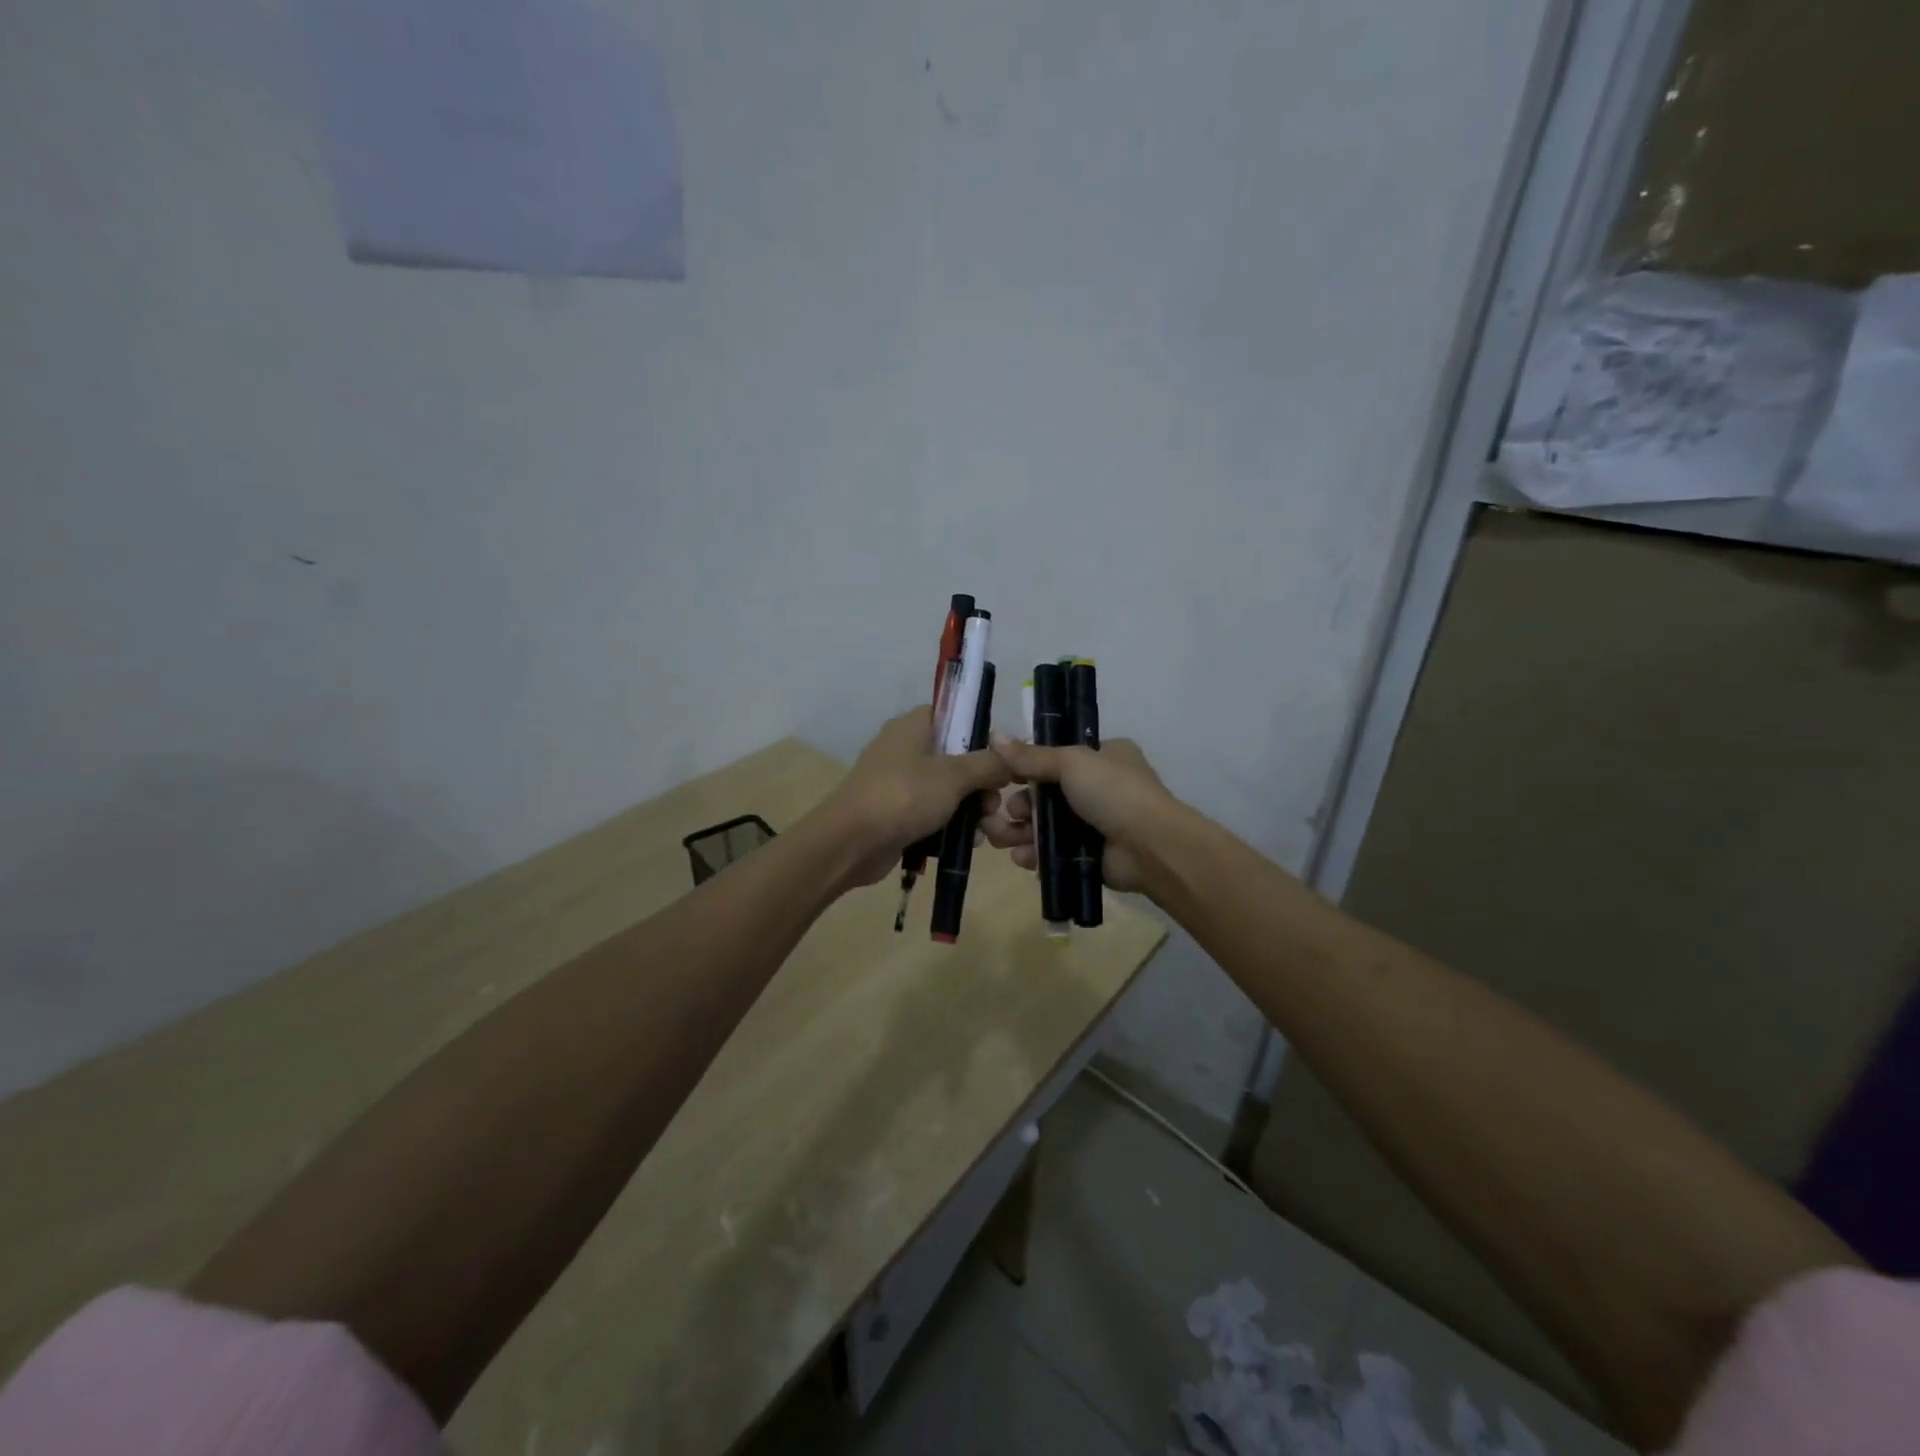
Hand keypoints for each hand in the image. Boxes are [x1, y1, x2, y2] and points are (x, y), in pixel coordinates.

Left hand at [816, 706, 1013, 887]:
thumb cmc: (903, 796)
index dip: (979, 733)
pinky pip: (931, 813)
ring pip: (946, 788)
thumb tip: (1009, 760)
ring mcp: (898, 782)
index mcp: (913, 726)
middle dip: (980, 782)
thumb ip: (988, 764)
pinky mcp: (895, 812)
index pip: (953, 714)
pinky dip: (950, 825)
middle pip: (955, 756)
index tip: (1001, 759)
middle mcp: (904, 748)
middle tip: (993, 804)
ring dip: (970, 808)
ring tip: (985, 829)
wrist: (851, 843)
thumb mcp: (954, 776)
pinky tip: (968, 842)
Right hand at [981, 735, 1177, 893]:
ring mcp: (1095, 824)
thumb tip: (993, 735)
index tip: (1003, 777)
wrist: (1150, 847)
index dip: (1028, 768)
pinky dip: (1036, 855)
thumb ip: (1031, 755)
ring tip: (1003, 838)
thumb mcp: (1071, 762)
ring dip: (1022, 831)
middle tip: (1008, 812)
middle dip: (1021, 806)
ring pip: (1047, 826)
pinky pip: (1054, 853)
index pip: (1056, 758)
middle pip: (1046, 795)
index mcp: (1103, 757)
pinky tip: (1023, 858)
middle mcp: (1100, 788)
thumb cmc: (1113, 792)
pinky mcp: (1090, 856)